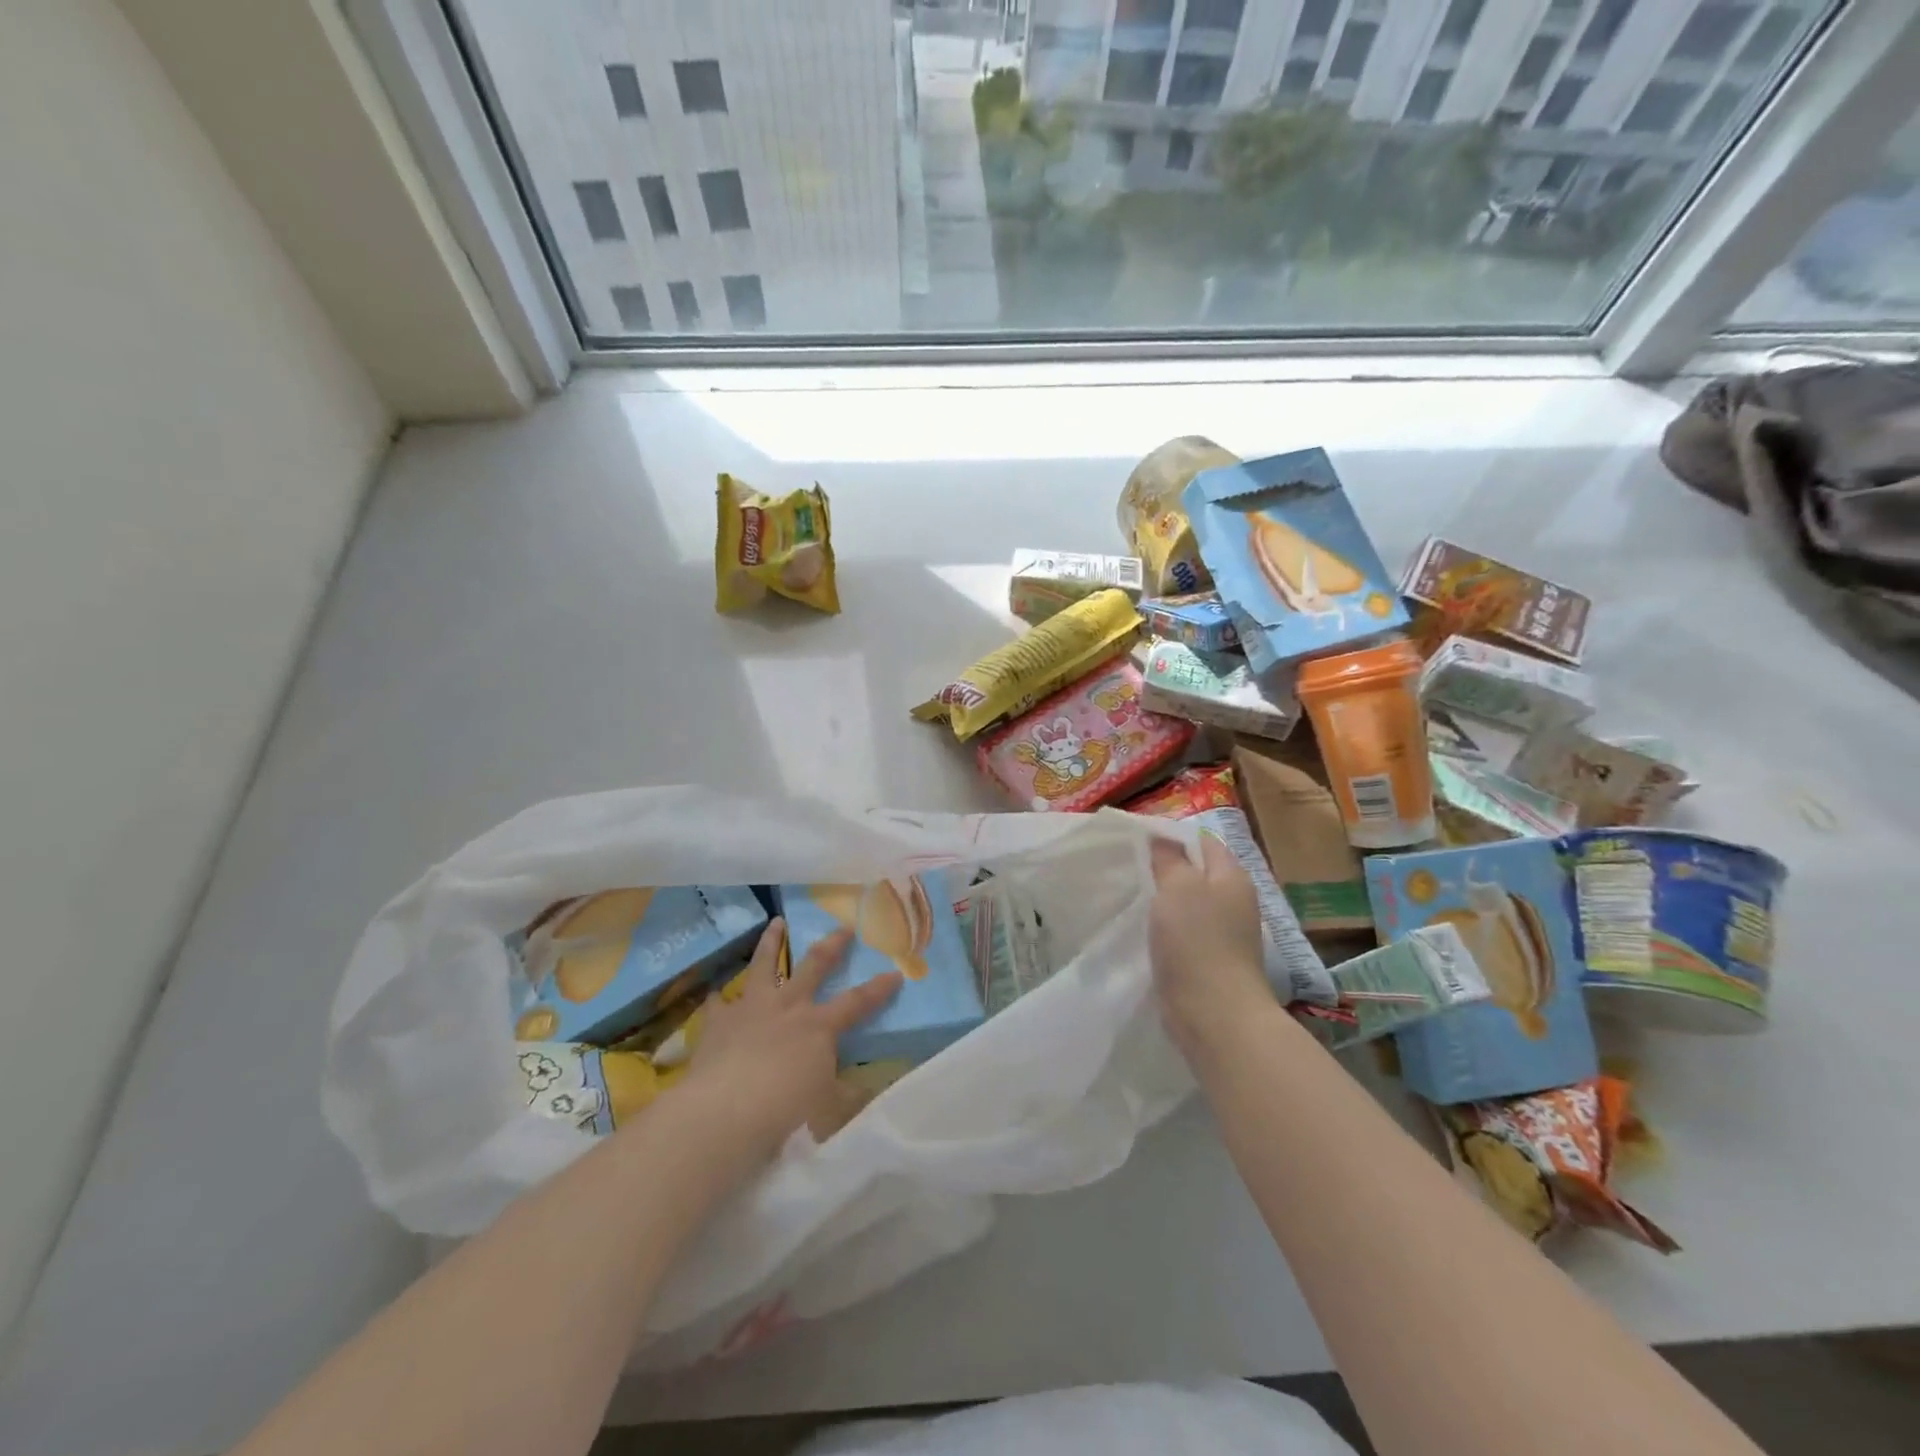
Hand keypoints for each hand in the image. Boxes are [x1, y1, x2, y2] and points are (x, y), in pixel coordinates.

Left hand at [684, 918, 900, 1160]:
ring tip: (776, 922)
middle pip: (814, 965)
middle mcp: (788, 1006)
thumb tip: (862, 1090)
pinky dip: (719, 999)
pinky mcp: (718, 1022)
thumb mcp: (826, 1108)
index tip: (895, 973)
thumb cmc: (784, 1111)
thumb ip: (844, 1094)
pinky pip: (718, 1003)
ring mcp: (751, 1008)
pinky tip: (716, 995)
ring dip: (771, 942)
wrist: (725, 1112)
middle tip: (843, 927)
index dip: (879, 988)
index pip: (857, 1002)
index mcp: (819, 1025)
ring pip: (764, 964)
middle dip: (832, 944)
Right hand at [1149, 835, 1274, 1060]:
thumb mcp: (1178, 887)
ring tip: (1131, 896)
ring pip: (1188, 904)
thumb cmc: (1197, 941)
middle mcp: (1234, 901)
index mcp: (1232, 876)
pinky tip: (1143, 932)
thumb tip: (1162, 836)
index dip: (1173, 836)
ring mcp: (1225, 933)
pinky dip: (1166, 929)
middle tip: (1129, 867)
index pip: (1203, 841)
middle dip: (1165, 869)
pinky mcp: (1210, 961)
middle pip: (1196, 873)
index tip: (1138, 841)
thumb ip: (1169, 858)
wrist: (1215, 1014)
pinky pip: (1185, 933)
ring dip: (1164, 901)